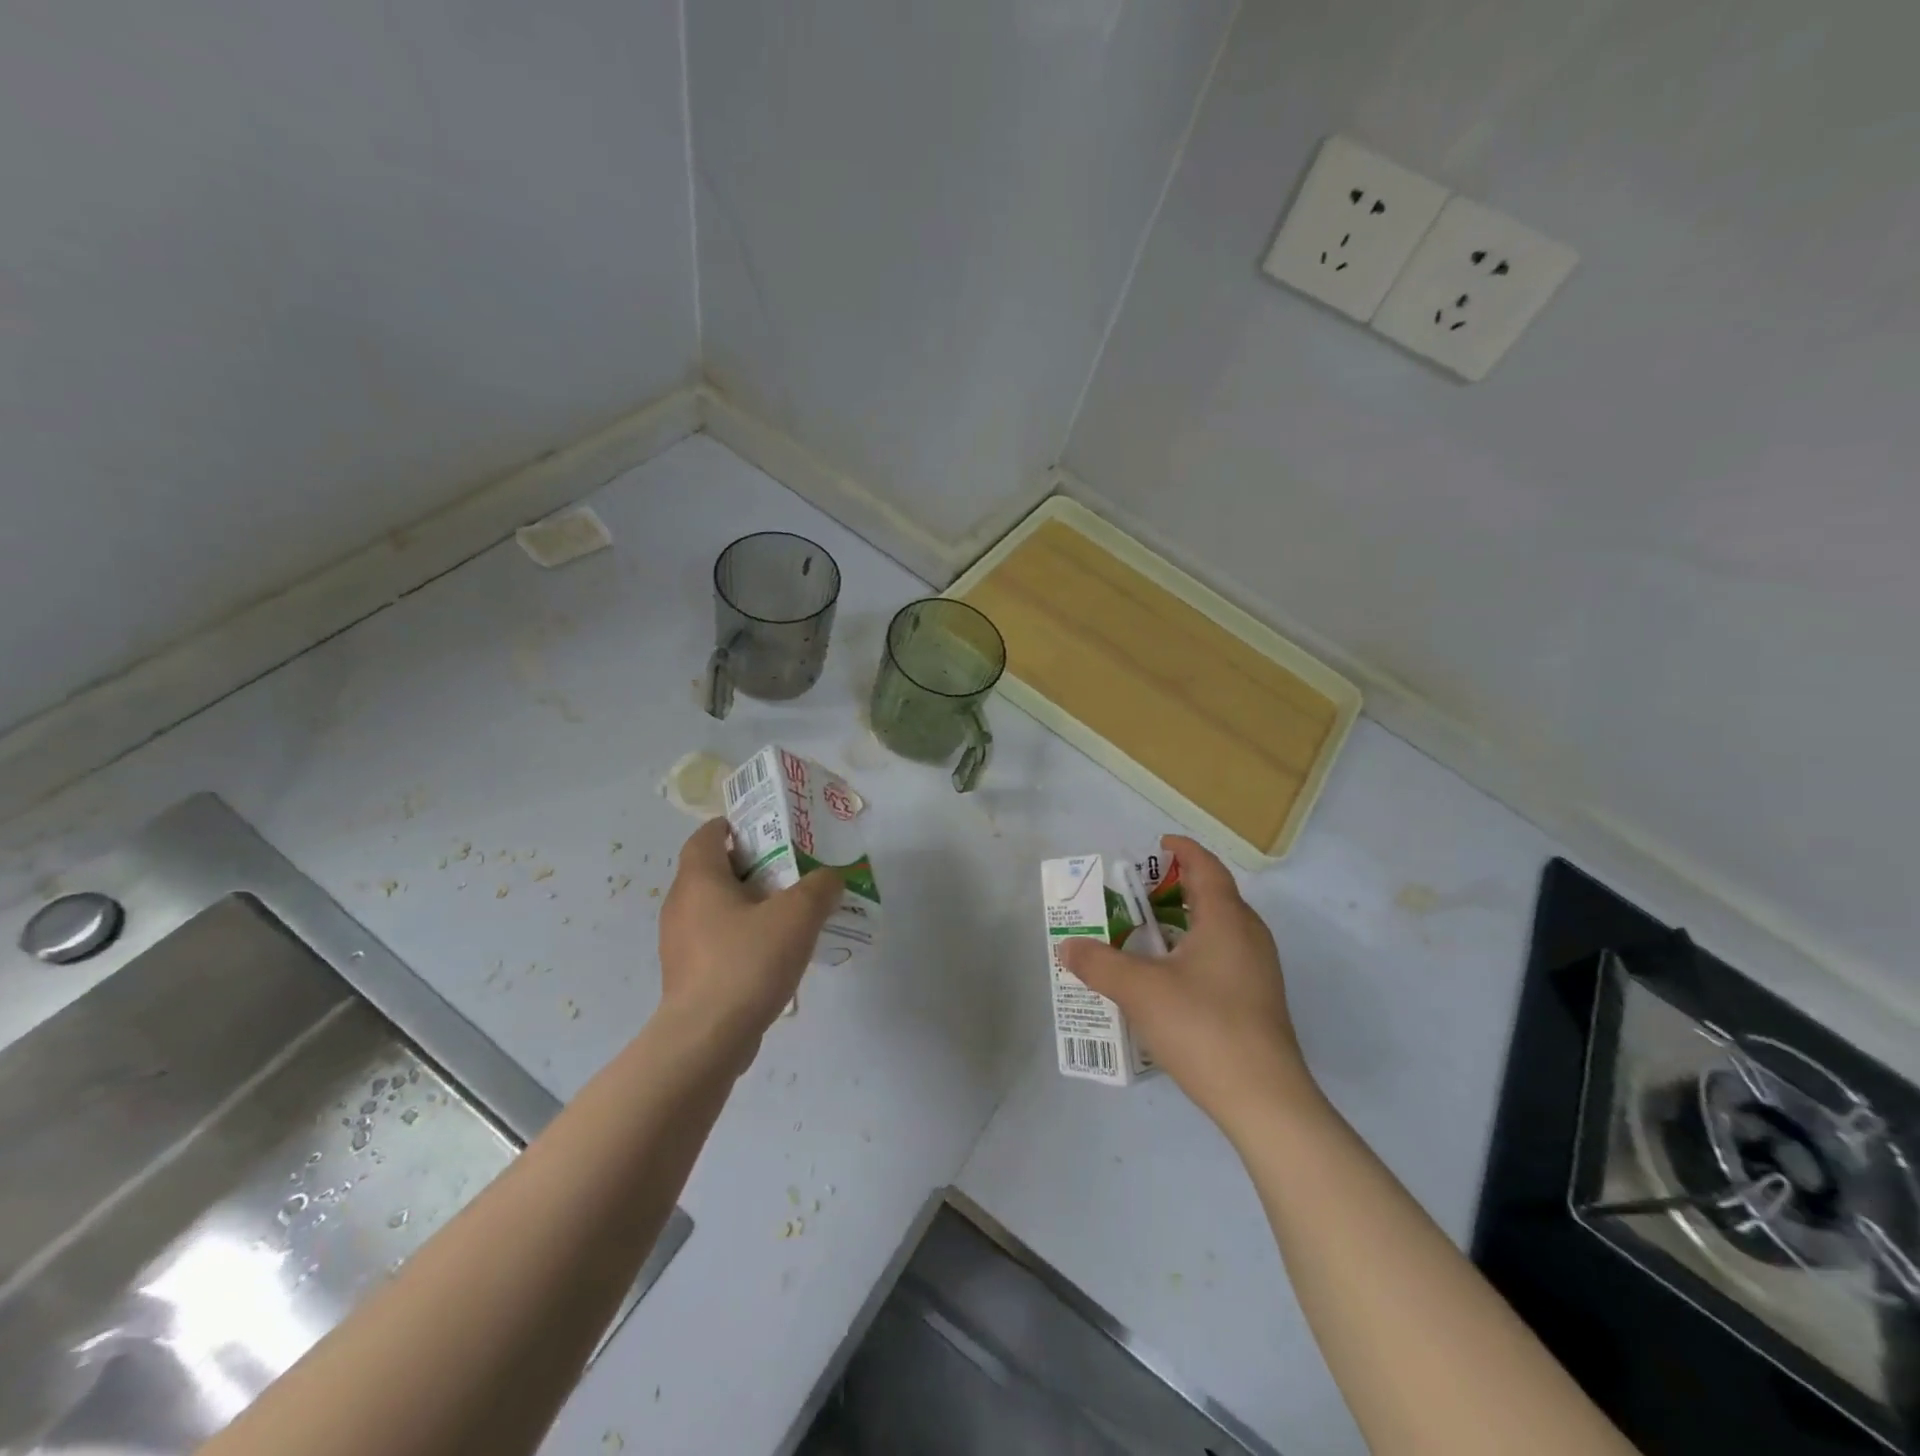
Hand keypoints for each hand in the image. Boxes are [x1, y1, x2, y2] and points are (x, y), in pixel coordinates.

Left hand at [656, 818, 842, 1060]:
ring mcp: (680, 944)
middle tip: (790, 870)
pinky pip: (716, 941)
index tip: (765, 829)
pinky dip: (741, 937)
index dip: (732, 827)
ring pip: (715, 909)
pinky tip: (772, 955)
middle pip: (713, 871)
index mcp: (699, 880)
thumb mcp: (797, 916)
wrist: (706, 1039)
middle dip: (750, 867)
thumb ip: (820, 888)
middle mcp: (681, 905)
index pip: (707, 837)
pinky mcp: (687, 976)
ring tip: (787, 914)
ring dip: (748, 905)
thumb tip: (830, 878)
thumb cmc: (747, 962)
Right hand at [1058, 836, 1318, 1136]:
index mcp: (1227, 919)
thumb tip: (1068, 947)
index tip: (1159, 844)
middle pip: (1214, 896)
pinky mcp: (1258, 1001)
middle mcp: (1249, 936)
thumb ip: (1099, 963)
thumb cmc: (1203, 1027)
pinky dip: (1194, 951)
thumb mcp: (1139, 990)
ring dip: (1184, 923)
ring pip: (1219, 930)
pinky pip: (1223, 957)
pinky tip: (1168, 979)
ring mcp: (1258, 971)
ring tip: (1145, 934)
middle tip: (1138, 892)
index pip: (1206, 867)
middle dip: (1176, 887)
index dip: (1183, 850)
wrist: (1264, 1100)